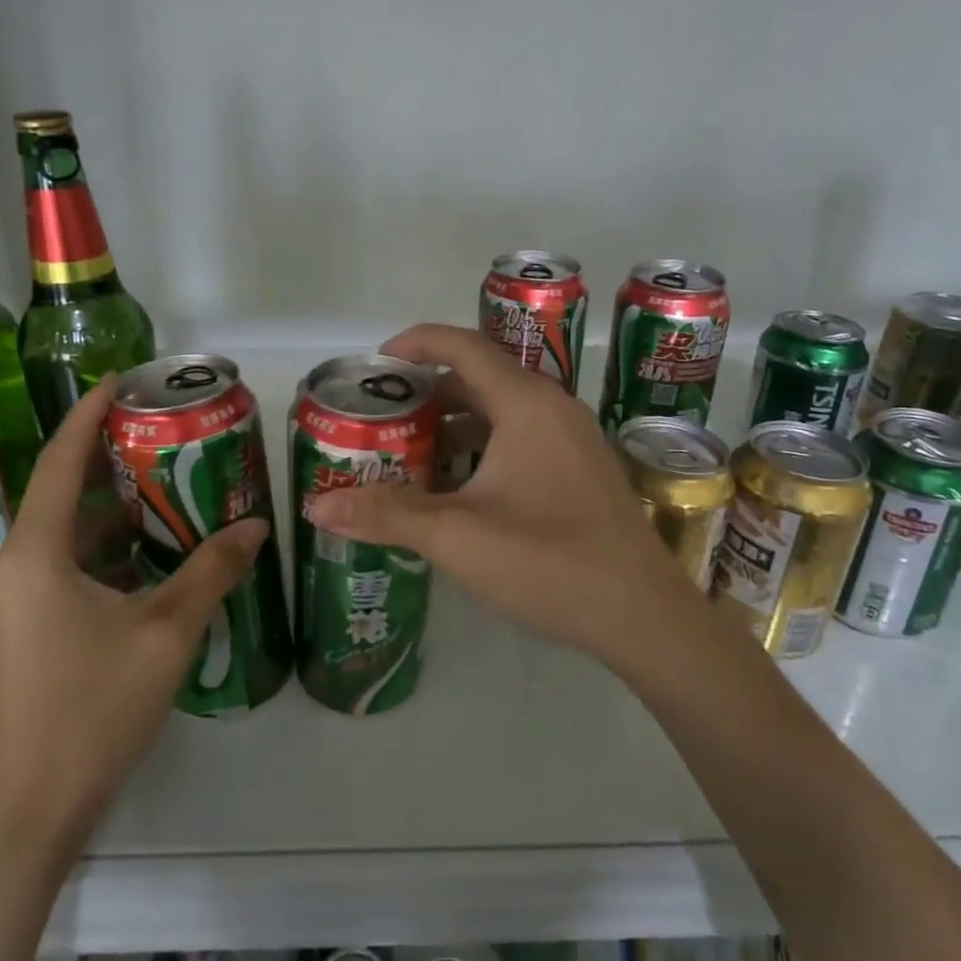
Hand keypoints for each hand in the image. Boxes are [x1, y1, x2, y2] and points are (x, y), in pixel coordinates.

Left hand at [0, 375, 268, 852]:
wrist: (33, 808)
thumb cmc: (93, 708)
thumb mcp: (166, 632)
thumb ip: (211, 571)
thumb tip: (255, 526)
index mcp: (37, 555)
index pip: (59, 463)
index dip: (87, 415)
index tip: (121, 381)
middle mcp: (15, 568)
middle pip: (63, 495)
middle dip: (111, 461)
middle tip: (166, 435)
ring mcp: (15, 602)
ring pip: (68, 536)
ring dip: (114, 511)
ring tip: (171, 487)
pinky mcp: (24, 630)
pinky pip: (66, 568)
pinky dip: (107, 550)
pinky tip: (155, 554)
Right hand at [305, 323, 694, 675]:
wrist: (643, 616)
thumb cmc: (549, 562)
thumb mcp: (457, 536)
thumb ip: (386, 514)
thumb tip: (316, 506)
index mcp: (526, 404)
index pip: (462, 346)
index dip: (415, 344)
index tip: (375, 364)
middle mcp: (553, 408)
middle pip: (479, 378)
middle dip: (427, 393)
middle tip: (382, 417)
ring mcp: (572, 439)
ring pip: (501, 412)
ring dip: (453, 425)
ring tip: (409, 454)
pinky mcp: (581, 469)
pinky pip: (521, 438)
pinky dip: (481, 448)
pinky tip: (457, 488)